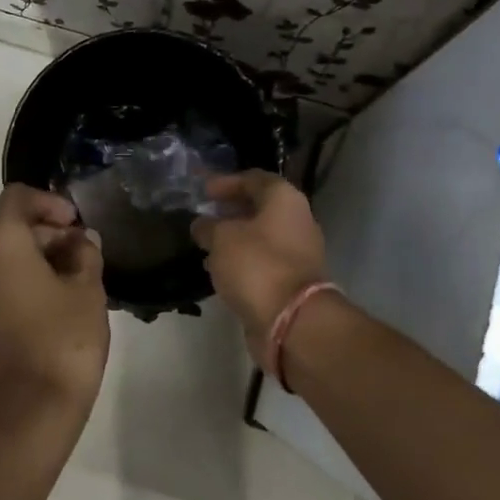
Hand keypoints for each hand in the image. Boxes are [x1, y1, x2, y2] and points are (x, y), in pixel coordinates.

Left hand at [0, 184, 109, 445]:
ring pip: (9, 256)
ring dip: (44, 257)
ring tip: (82, 277)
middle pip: (12, 227)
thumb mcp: (88, 290)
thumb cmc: (63, 341)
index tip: (78, 224)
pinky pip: (4, 282)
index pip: (17, 197)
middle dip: (51, 232)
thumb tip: (82, 241)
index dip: (51, 202)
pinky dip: (31, 279)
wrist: (30, 412)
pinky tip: (63, 300)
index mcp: (0, 245)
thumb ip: (86, 254)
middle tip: (88, 253)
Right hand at [192, 171, 329, 370]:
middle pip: (260, 207)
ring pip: (261, 237)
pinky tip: (219, 269)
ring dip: (234, 238)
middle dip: (230, 211)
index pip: (254, 178)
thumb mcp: (221, 239)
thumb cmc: (256, 265)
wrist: (292, 320)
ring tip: (206, 244)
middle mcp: (297, 220)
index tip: (203, 190)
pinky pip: (262, 262)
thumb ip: (208, 226)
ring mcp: (298, 253)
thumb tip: (202, 224)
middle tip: (204, 215)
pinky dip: (242, 261)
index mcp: (284, 200)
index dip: (226, 182)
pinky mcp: (291, 281)